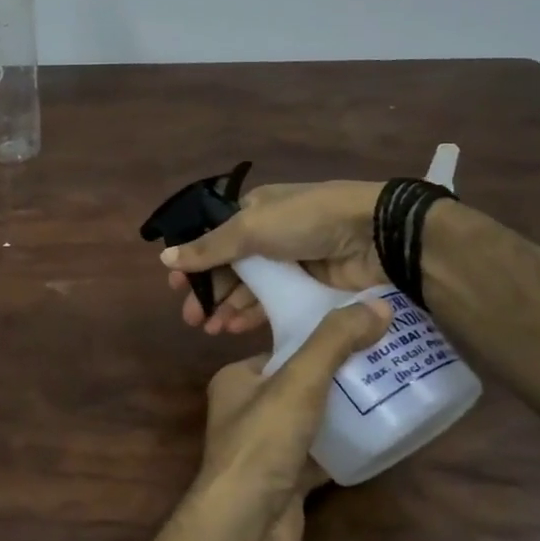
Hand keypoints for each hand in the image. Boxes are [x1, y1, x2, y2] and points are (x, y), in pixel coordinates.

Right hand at [160, 180, 387, 334]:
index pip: (214, 238)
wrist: (375, 235)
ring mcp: (291, 262)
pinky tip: (236, 329)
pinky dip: (252, 315)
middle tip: (191, 319)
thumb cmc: (305, 222)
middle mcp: (269, 234)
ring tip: (211, 330)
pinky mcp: (310, 286)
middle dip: (209, 292)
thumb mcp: (250, 229)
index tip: (176, 288)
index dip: (194, 262)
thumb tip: (164, 258)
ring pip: (250, 288)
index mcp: (253, 210)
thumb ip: (207, 248)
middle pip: (229, 267)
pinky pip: (273, 303)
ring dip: (228, 307)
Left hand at [196, 300, 392, 540]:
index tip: (365, 331)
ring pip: (314, 419)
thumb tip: (379, 304)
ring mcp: (267, 447)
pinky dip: (347, 446)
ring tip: (393, 392)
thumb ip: (334, 342)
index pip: (282, 348)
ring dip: (347, 410)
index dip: (321, 339)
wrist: (246, 524)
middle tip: (389, 361)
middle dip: (341, 374)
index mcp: (237, 378)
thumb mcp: (298, 381)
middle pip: (302, 383)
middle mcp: (247, 409)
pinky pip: (322, 454)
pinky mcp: (287, 479)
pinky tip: (382, 437)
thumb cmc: (263, 441)